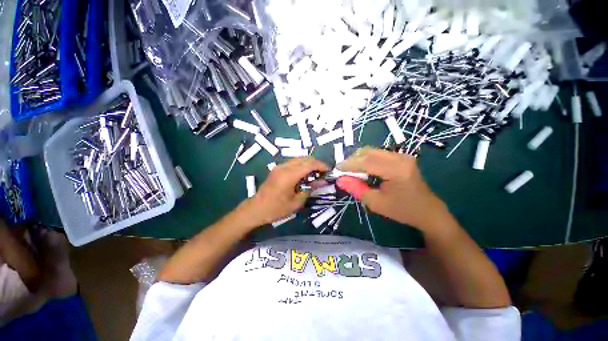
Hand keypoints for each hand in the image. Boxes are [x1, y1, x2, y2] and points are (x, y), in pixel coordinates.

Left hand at [234, 157, 329, 227]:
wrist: (256, 209)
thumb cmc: (276, 209)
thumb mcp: (296, 203)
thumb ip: (309, 190)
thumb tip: (319, 182)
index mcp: (289, 175)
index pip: (309, 164)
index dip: (321, 165)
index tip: (329, 170)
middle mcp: (284, 167)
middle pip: (305, 158)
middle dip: (316, 163)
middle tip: (323, 172)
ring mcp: (279, 166)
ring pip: (299, 159)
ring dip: (309, 164)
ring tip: (316, 173)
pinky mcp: (277, 169)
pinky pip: (293, 163)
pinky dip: (302, 165)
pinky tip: (304, 174)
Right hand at [336, 147, 450, 232]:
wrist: (427, 211)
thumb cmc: (402, 210)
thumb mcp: (376, 203)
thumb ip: (356, 189)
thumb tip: (340, 179)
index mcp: (396, 170)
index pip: (366, 161)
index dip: (349, 164)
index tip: (336, 169)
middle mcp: (400, 158)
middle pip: (368, 152)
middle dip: (352, 160)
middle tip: (343, 171)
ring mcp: (402, 156)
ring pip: (372, 151)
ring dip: (359, 159)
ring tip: (351, 171)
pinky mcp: (401, 157)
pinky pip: (378, 154)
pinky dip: (366, 159)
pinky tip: (363, 169)